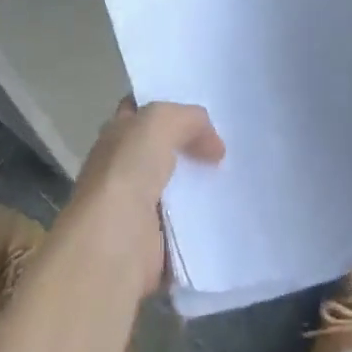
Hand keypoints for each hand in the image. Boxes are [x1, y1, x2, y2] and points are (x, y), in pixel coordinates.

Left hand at [66, 100, 224, 295]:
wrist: (113, 245)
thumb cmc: (127, 172)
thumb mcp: (159, 122)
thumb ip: (188, 119)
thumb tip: (214, 145)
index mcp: (116, 136)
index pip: (141, 112)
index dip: (167, 105)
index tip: (203, 108)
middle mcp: (123, 169)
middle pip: (163, 150)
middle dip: (193, 146)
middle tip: (230, 142)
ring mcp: (138, 208)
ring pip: (179, 187)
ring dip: (203, 185)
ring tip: (239, 176)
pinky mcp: (155, 243)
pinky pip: (188, 225)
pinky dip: (207, 221)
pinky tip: (232, 210)